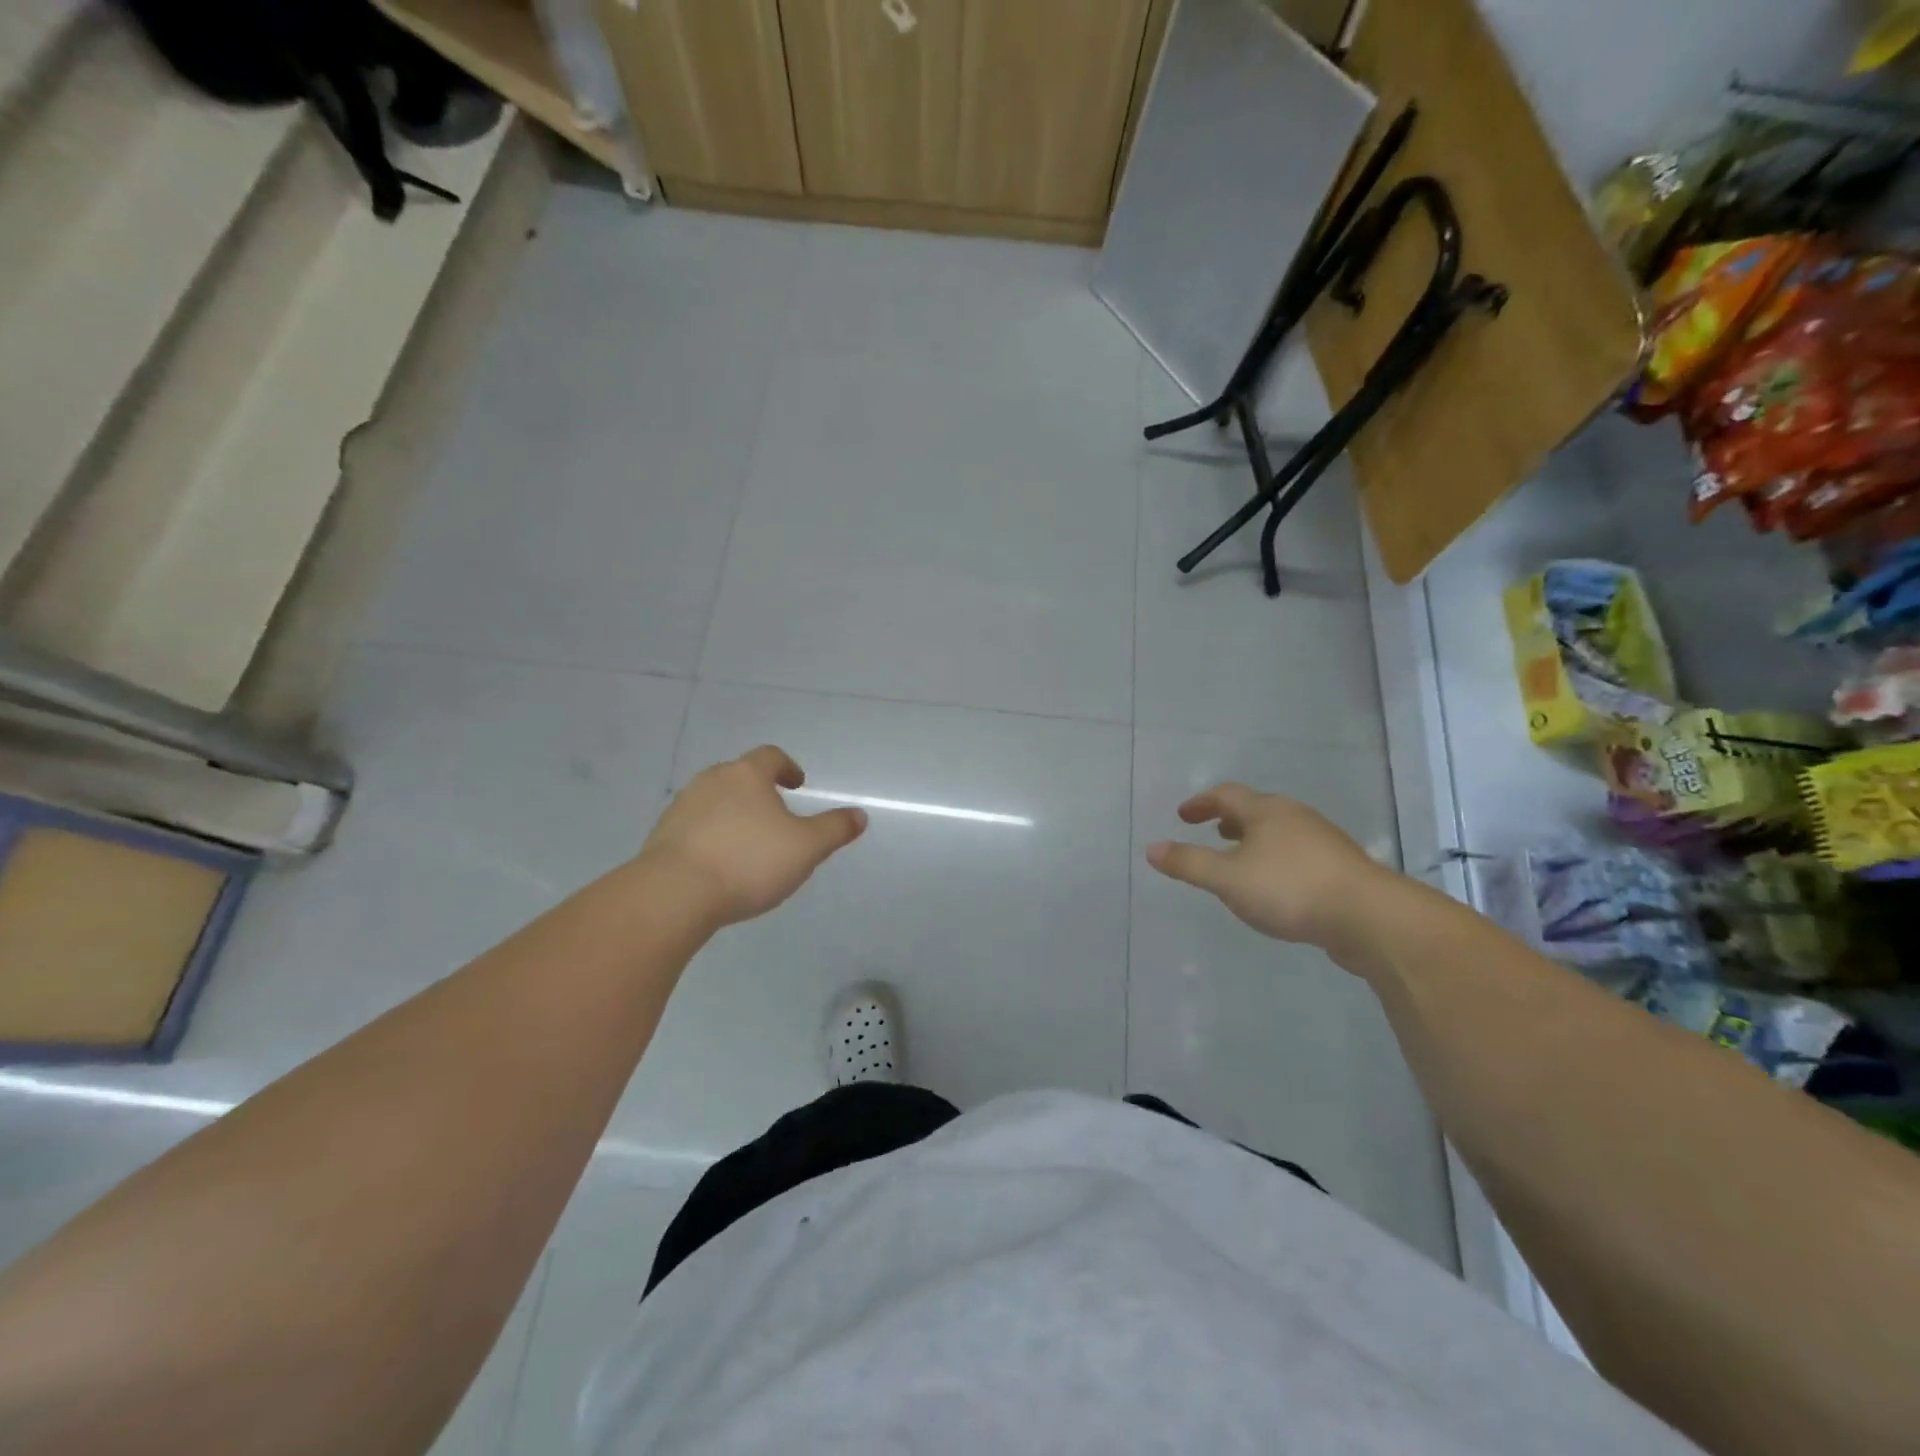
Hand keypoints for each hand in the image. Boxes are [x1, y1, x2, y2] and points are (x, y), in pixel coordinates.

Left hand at [640, 746, 866, 925]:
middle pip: (739, 776)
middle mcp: (711, 780)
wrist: (674, 893)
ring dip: (733, 814)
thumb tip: (859, 815)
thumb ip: (835, 829)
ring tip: (748, 843)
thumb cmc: (749, 861)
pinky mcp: (662, 835)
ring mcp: (681, 807)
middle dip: (759, 792)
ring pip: (714, 801)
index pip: (770, 756)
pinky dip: (710, 836)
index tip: (797, 785)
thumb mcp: (806, 848)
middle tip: (776, 816)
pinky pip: (694, 827)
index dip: (788, 767)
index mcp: (747, 775)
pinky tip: (720, 864)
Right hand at [1145, 783, 1389, 949]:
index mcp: (1266, 811)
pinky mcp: (1341, 869)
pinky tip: (1276, 886)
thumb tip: (1151, 848)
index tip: (1183, 816)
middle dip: (1230, 819)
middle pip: (1257, 809)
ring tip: (1241, 860)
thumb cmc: (1289, 889)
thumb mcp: (1227, 879)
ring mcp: (1323, 841)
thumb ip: (1188, 863)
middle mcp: (1295, 817)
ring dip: (1255, 840)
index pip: (1226, 795)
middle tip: (1212, 832)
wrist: (1370, 918)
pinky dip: (1277, 860)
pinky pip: (1298, 854)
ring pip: (1280, 832)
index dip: (1201, 803)